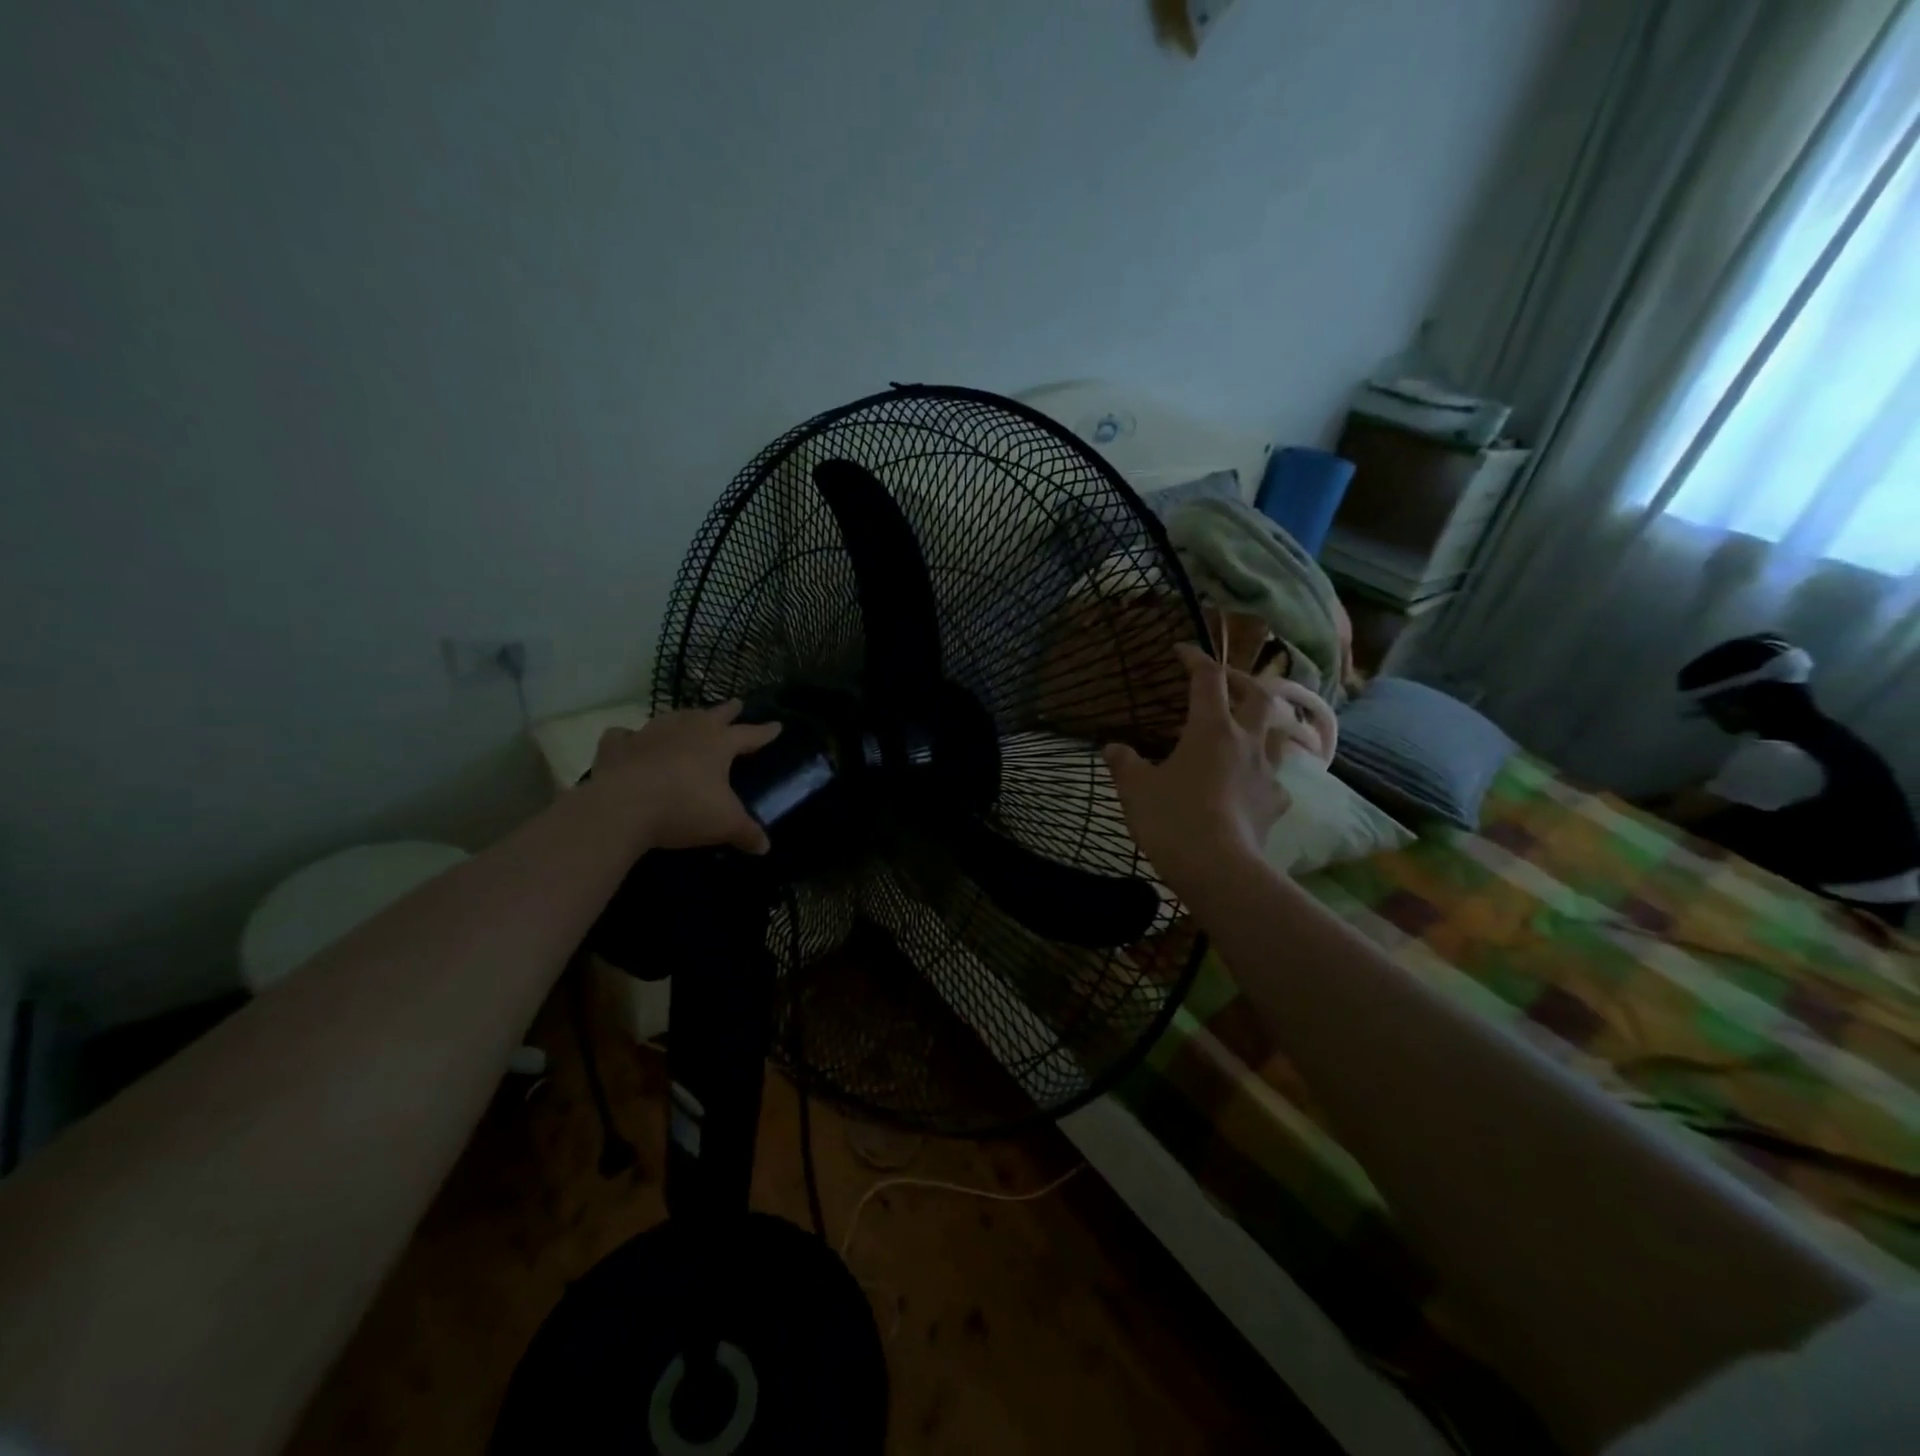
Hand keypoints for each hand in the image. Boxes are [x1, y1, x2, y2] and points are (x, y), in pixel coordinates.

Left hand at [587, 701, 781, 854]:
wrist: (622, 807)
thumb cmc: (684, 808)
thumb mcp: (725, 824)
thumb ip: (747, 833)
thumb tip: (765, 848)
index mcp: (719, 743)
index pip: (750, 734)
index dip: (765, 732)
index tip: (777, 726)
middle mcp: (687, 730)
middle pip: (713, 714)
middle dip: (727, 710)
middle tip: (736, 703)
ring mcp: (650, 733)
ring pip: (673, 717)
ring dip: (684, 717)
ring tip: (689, 717)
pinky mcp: (617, 746)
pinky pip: (624, 735)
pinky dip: (630, 737)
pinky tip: (630, 740)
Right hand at [1104, 644, 1291, 898]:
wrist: (1218, 868)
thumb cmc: (1172, 818)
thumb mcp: (1134, 789)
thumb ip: (1124, 763)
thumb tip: (1113, 747)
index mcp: (1210, 728)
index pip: (1207, 679)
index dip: (1194, 658)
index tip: (1181, 650)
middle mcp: (1245, 742)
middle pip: (1258, 696)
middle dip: (1242, 681)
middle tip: (1225, 682)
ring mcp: (1266, 773)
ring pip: (1276, 735)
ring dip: (1263, 725)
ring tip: (1246, 730)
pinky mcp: (1274, 804)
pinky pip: (1275, 780)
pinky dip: (1263, 775)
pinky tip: (1251, 786)